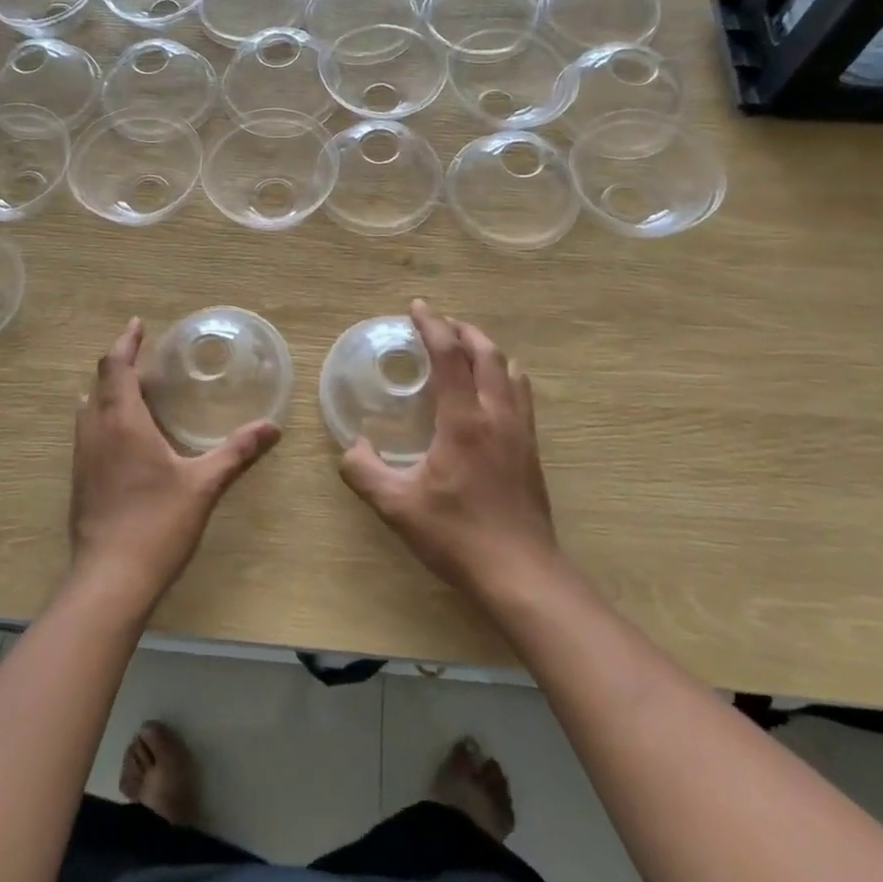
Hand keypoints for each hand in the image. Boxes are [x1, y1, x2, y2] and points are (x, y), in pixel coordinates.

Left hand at [69, 318, 280, 613]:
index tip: (138, 324)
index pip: (116, 367)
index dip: (126, 342)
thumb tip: (272, 428)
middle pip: (99, 383)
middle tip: (144, 356)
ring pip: (88, 408)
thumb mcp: (204, 484)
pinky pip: (87, 432)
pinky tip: (124, 435)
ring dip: (107, 391)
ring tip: (133, 389)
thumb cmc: (158, 523)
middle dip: (119, 364)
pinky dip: (102, 416)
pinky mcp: (79, 480)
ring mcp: (82, 457)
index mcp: (122, 422)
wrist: (110, 578)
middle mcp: (95, 432)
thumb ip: (237, 452)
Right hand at [339, 300, 561, 604]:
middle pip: (487, 352)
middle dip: (463, 330)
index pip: (450, 355)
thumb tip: (351, 446)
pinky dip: (503, 375)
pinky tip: (489, 393)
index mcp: (464, 420)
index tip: (416, 307)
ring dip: (487, 350)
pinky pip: (520, 394)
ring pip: (511, 371)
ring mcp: (520, 431)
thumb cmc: (457, 535)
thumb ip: (364, 471)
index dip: (432, 325)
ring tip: (465, 350)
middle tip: (439, 324)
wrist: (522, 574)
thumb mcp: (396, 506)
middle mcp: (497, 415)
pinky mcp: (531, 450)